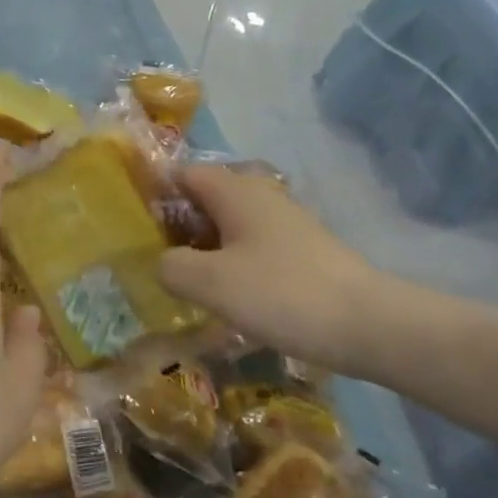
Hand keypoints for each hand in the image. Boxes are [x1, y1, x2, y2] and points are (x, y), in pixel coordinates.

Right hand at [158, 166, 390, 377]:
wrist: (367, 324)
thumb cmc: (281, 293)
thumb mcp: (211, 283)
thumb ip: (171, 267)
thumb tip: (161, 263)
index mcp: (235, 193)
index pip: (183, 173)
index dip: (154, 191)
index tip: (130, 222)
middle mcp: (260, 198)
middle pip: (205, 199)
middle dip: (175, 224)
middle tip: (149, 258)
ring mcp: (284, 225)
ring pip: (228, 226)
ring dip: (202, 248)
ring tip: (180, 281)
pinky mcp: (300, 253)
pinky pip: (250, 248)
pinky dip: (229, 263)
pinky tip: (222, 295)